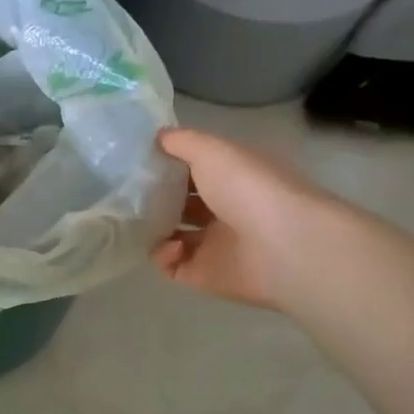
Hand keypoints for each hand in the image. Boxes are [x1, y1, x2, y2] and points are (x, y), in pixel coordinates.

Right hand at [150, 128, 331, 310]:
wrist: (285, 246)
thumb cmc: (248, 188)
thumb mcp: (211, 150)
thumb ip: (180, 141)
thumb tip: (156, 138)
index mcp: (232, 177)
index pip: (194, 169)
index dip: (168, 164)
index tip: (138, 161)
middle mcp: (225, 209)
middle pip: (182, 203)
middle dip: (155, 198)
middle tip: (128, 192)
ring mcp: (215, 244)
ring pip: (173, 235)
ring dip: (154, 228)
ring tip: (137, 219)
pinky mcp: (206, 275)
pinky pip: (173, 266)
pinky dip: (163, 256)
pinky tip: (168, 245)